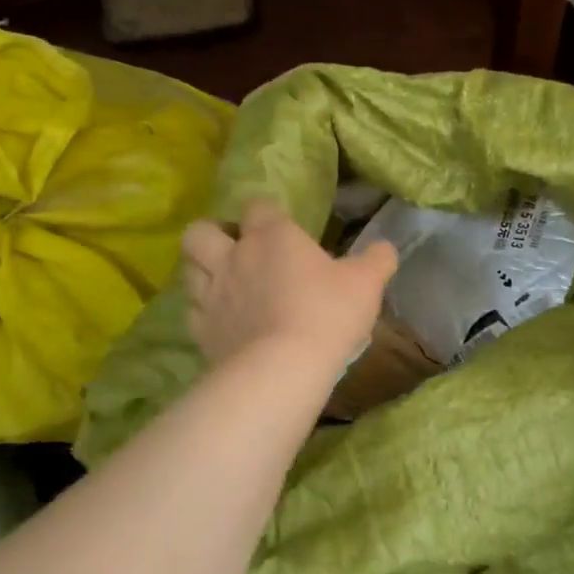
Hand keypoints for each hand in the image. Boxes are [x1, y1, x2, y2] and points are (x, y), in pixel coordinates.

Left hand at [180, 199, 397, 369]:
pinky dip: (204, 312)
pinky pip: (192, 311)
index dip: (265, 212)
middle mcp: (234, 256)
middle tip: (235, 251)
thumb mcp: (366, 284)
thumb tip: (385, 248)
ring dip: (202, 270)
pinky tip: (222, 321)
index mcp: (272, 236)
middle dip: (213, 235)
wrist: (285, 368)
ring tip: (223, 284)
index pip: (257, 205)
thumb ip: (377, 260)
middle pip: (201, 231)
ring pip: (188, 268)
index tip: (279, 227)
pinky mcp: (202, 329)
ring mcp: (212, 294)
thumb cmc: (328, 315)